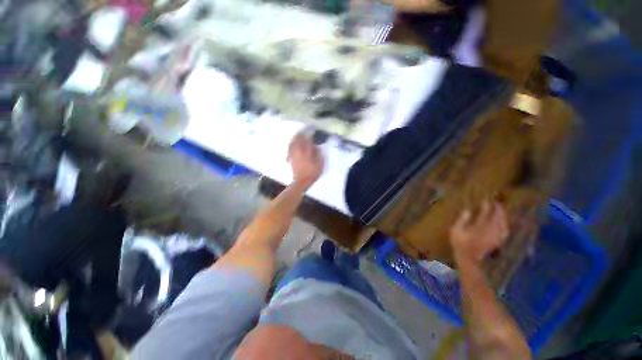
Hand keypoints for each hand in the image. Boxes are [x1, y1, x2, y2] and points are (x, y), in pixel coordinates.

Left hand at [288, 132, 324, 187]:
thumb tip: (316, 146)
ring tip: (298, 134)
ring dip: (295, 137)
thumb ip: (319, 153)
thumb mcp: (320, 163)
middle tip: (304, 130)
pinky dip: (292, 144)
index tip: (312, 131)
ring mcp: (293, 154)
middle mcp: (298, 151)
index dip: (309, 134)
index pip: (307, 139)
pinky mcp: (290, 158)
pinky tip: (293, 143)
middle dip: (301, 133)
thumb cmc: (313, 173)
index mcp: (306, 151)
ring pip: (293, 142)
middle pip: (298, 139)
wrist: (302, 181)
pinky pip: (290, 148)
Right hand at [450, 202, 508, 265]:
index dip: (486, 208)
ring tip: (501, 212)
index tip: (486, 201)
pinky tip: (504, 224)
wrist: (468, 259)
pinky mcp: (497, 242)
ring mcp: (495, 238)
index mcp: (478, 228)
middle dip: (498, 211)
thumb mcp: (456, 231)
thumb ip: (462, 220)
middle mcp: (489, 232)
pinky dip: (505, 226)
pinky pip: (504, 232)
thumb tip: (467, 210)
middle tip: (497, 203)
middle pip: (497, 219)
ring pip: (502, 225)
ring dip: (503, 218)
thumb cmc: (460, 244)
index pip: (485, 215)